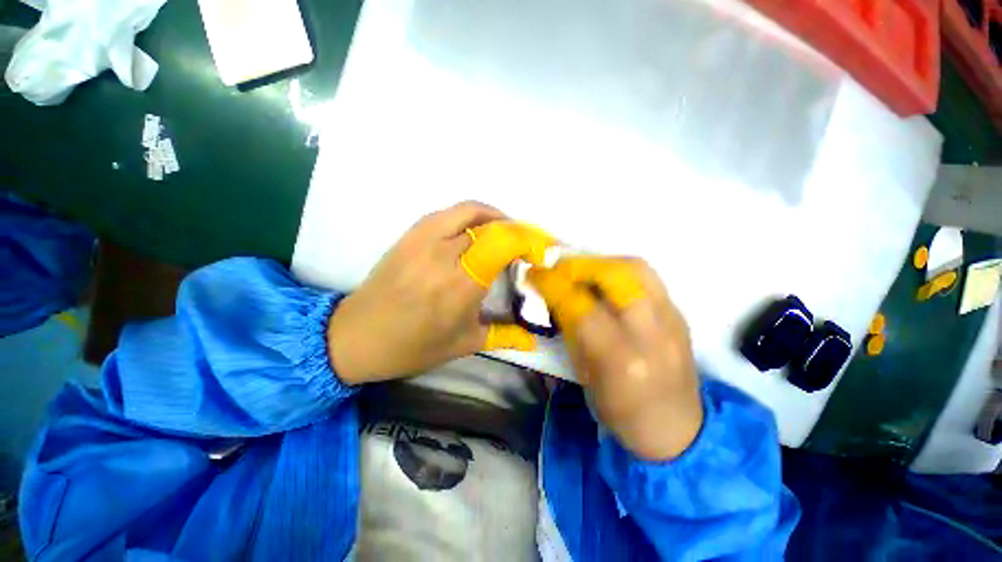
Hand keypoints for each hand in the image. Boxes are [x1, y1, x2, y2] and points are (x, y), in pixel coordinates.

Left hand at [328, 201, 554, 384]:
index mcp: (460, 286)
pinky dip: (471, 215)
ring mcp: (423, 240)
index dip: (529, 241)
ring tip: (508, 233)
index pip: (503, 244)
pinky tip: (478, 230)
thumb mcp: (464, 345)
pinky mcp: (410, 235)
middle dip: (518, 231)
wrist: (357, 336)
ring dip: (496, 217)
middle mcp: (444, 256)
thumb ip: (505, 336)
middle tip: (528, 245)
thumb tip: (535, 339)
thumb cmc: (413, 347)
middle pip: (492, 226)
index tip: (541, 252)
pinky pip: (448, 213)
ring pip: (470, 211)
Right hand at [530, 257, 702, 459]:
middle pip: (617, 275)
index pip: (581, 306)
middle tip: (560, 269)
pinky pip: (648, 278)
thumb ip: (571, 330)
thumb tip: (555, 295)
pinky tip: (606, 283)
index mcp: (620, 359)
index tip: (535, 273)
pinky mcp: (680, 315)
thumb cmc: (621, 410)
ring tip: (583, 271)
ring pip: (637, 268)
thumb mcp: (584, 374)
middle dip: (581, 264)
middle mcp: (650, 334)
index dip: (553, 284)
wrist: (678, 429)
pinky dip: (620, 272)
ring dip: (602, 262)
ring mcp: (673, 321)